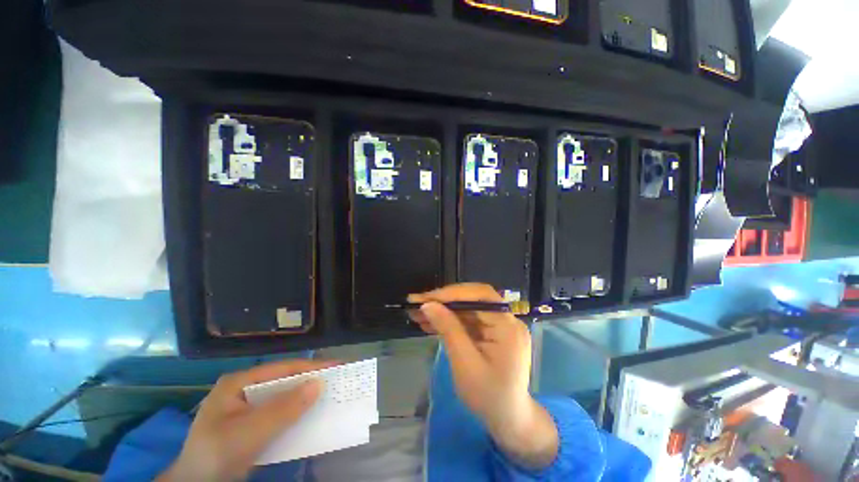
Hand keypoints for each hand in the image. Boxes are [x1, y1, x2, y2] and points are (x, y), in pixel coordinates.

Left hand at [158, 359, 336, 481]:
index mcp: (239, 382)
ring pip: (284, 397)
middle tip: (338, 379)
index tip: (339, 366)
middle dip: (311, 380)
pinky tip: (309, 415)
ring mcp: (248, 407)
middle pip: (285, 380)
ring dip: (306, 397)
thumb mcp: (249, 433)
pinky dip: (296, 413)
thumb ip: (283, 409)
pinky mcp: (252, 424)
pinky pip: (280, 413)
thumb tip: (319, 384)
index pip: (283, 368)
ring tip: (330, 395)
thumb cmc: (216, 456)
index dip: (312, 367)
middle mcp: (245, 389)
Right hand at [408, 283, 557, 469]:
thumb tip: (428, 305)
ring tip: (418, 313)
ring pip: (467, 308)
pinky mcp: (491, 331)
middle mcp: (506, 319)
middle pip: (473, 299)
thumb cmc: (488, 396)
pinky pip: (468, 320)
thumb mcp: (464, 363)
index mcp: (507, 326)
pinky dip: (450, 320)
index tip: (426, 298)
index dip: (451, 293)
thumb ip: (448, 329)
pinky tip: (430, 323)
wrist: (508, 420)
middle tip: (417, 303)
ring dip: (443, 310)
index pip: (479, 296)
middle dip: (444, 300)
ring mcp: (499, 324)